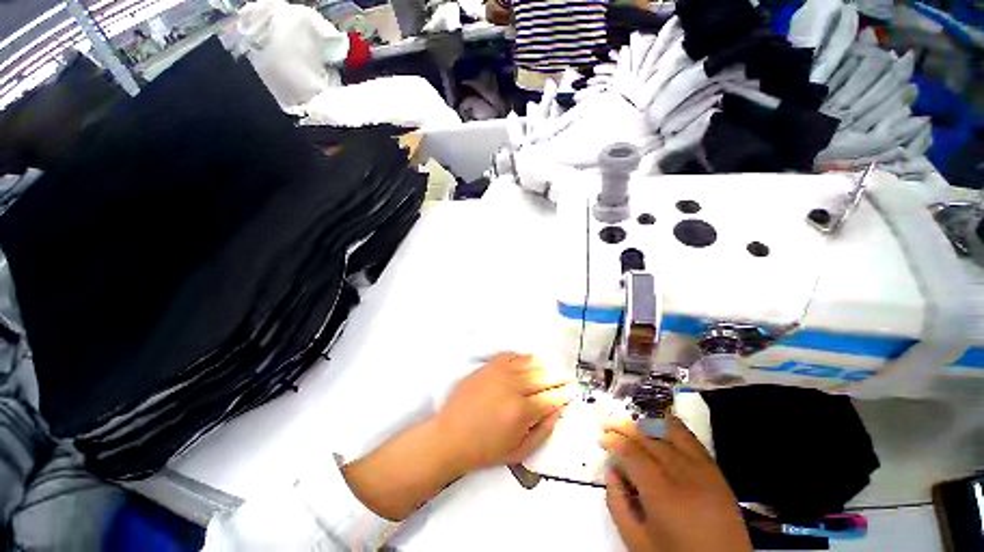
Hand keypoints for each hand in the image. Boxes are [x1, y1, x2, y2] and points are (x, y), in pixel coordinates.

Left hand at [436, 352, 575, 471]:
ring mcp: (500, 373)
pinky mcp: (488, 365)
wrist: (451, 435)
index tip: (571, 390)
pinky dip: (522, 357)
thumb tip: (558, 410)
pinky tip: (527, 361)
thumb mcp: (519, 451)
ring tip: (550, 368)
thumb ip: (543, 431)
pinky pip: (511, 355)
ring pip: (529, 363)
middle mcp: (513, 387)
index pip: (551, 397)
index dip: (564, 393)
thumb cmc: (485, 449)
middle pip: (543, 377)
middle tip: (567, 376)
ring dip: (543, 366)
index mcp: (522, 412)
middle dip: (558, 377)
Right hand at [600, 416, 752, 551]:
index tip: (601, 439)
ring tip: (630, 425)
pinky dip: (673, 426)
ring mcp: (702, 471)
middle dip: (624, 428)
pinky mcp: (716, 472)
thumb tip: (610, 471)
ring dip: (645, 425)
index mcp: (661, 494)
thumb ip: (617, 504)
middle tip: (608, 425)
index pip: (631, 453)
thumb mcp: (637, 541)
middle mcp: (682, 475)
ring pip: (669, 434)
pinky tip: (661, 421)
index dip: (613, 441)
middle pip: (648, 439)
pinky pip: (692, 440)